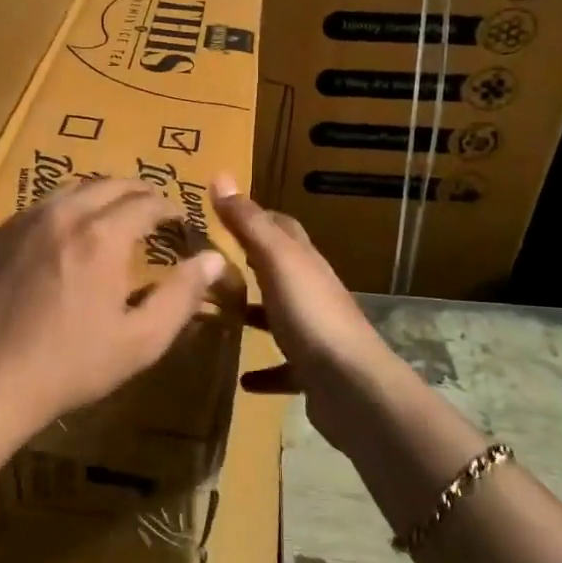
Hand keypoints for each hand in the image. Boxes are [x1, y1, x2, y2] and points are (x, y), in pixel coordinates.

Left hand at [0, 178, 228, 440]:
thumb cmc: (70, 366)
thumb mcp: (140, 340)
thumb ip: (182, 294)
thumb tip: (213, 258)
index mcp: (101, 235)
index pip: (147, 201)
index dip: (169, 207)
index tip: (178, 220)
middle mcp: (59, 214)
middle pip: (106, 184)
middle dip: (135, 193)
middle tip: (148, 211)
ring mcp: (16, 223)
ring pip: (64, 192)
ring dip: (93, 199)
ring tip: (104, 219)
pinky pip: (27, 215)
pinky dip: (52, 220)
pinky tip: (51, 247)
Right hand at [210, 175, 410, 451]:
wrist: (352, 387)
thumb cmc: (311, 316)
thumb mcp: (276, 262)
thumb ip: (249, 224)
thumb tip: (221, 176)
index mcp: (305, 262)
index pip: (282, 227)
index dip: (255, 216)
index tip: (221, 212)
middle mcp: (313, 292)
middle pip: (280, 270)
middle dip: (248, 264)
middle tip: (209, 266)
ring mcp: (316, 333)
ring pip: (280, 317)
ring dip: (254, 315)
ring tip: (218, 317)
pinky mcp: (313, 372)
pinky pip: (284, 368)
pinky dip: (264, 370)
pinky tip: (243, 378)